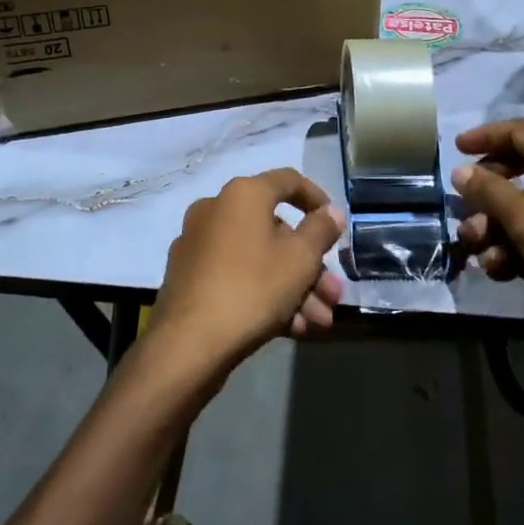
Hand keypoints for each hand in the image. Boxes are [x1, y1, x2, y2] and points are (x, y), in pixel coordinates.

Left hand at [151, 169, 346, 377]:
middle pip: (276, 230)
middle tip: (333, 294)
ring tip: (319, 321)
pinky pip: (237, 276)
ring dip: (294, 287)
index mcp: (242, 194)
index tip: (335, 223)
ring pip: (259, 258)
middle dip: (311, 265)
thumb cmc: (252, 288)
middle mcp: (216, 210)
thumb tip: (331, 211)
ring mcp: (199, 244)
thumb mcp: (300, 258)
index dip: (317, 198)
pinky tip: (292, 328)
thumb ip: (321, 230)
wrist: (188, 344)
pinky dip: (265, 294)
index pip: (288, 181)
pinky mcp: (189, 277)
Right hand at [452, 119, 523, 388]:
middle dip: (484, 194)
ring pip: (519, 210)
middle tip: (463, 214)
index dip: (485, 136)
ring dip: (493, 228)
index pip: (519, 132)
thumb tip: (462, 171)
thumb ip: (490, 192)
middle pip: (515, 172)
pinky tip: (499, 270)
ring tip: (479, 251)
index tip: (455, 149)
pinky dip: (511, 249)